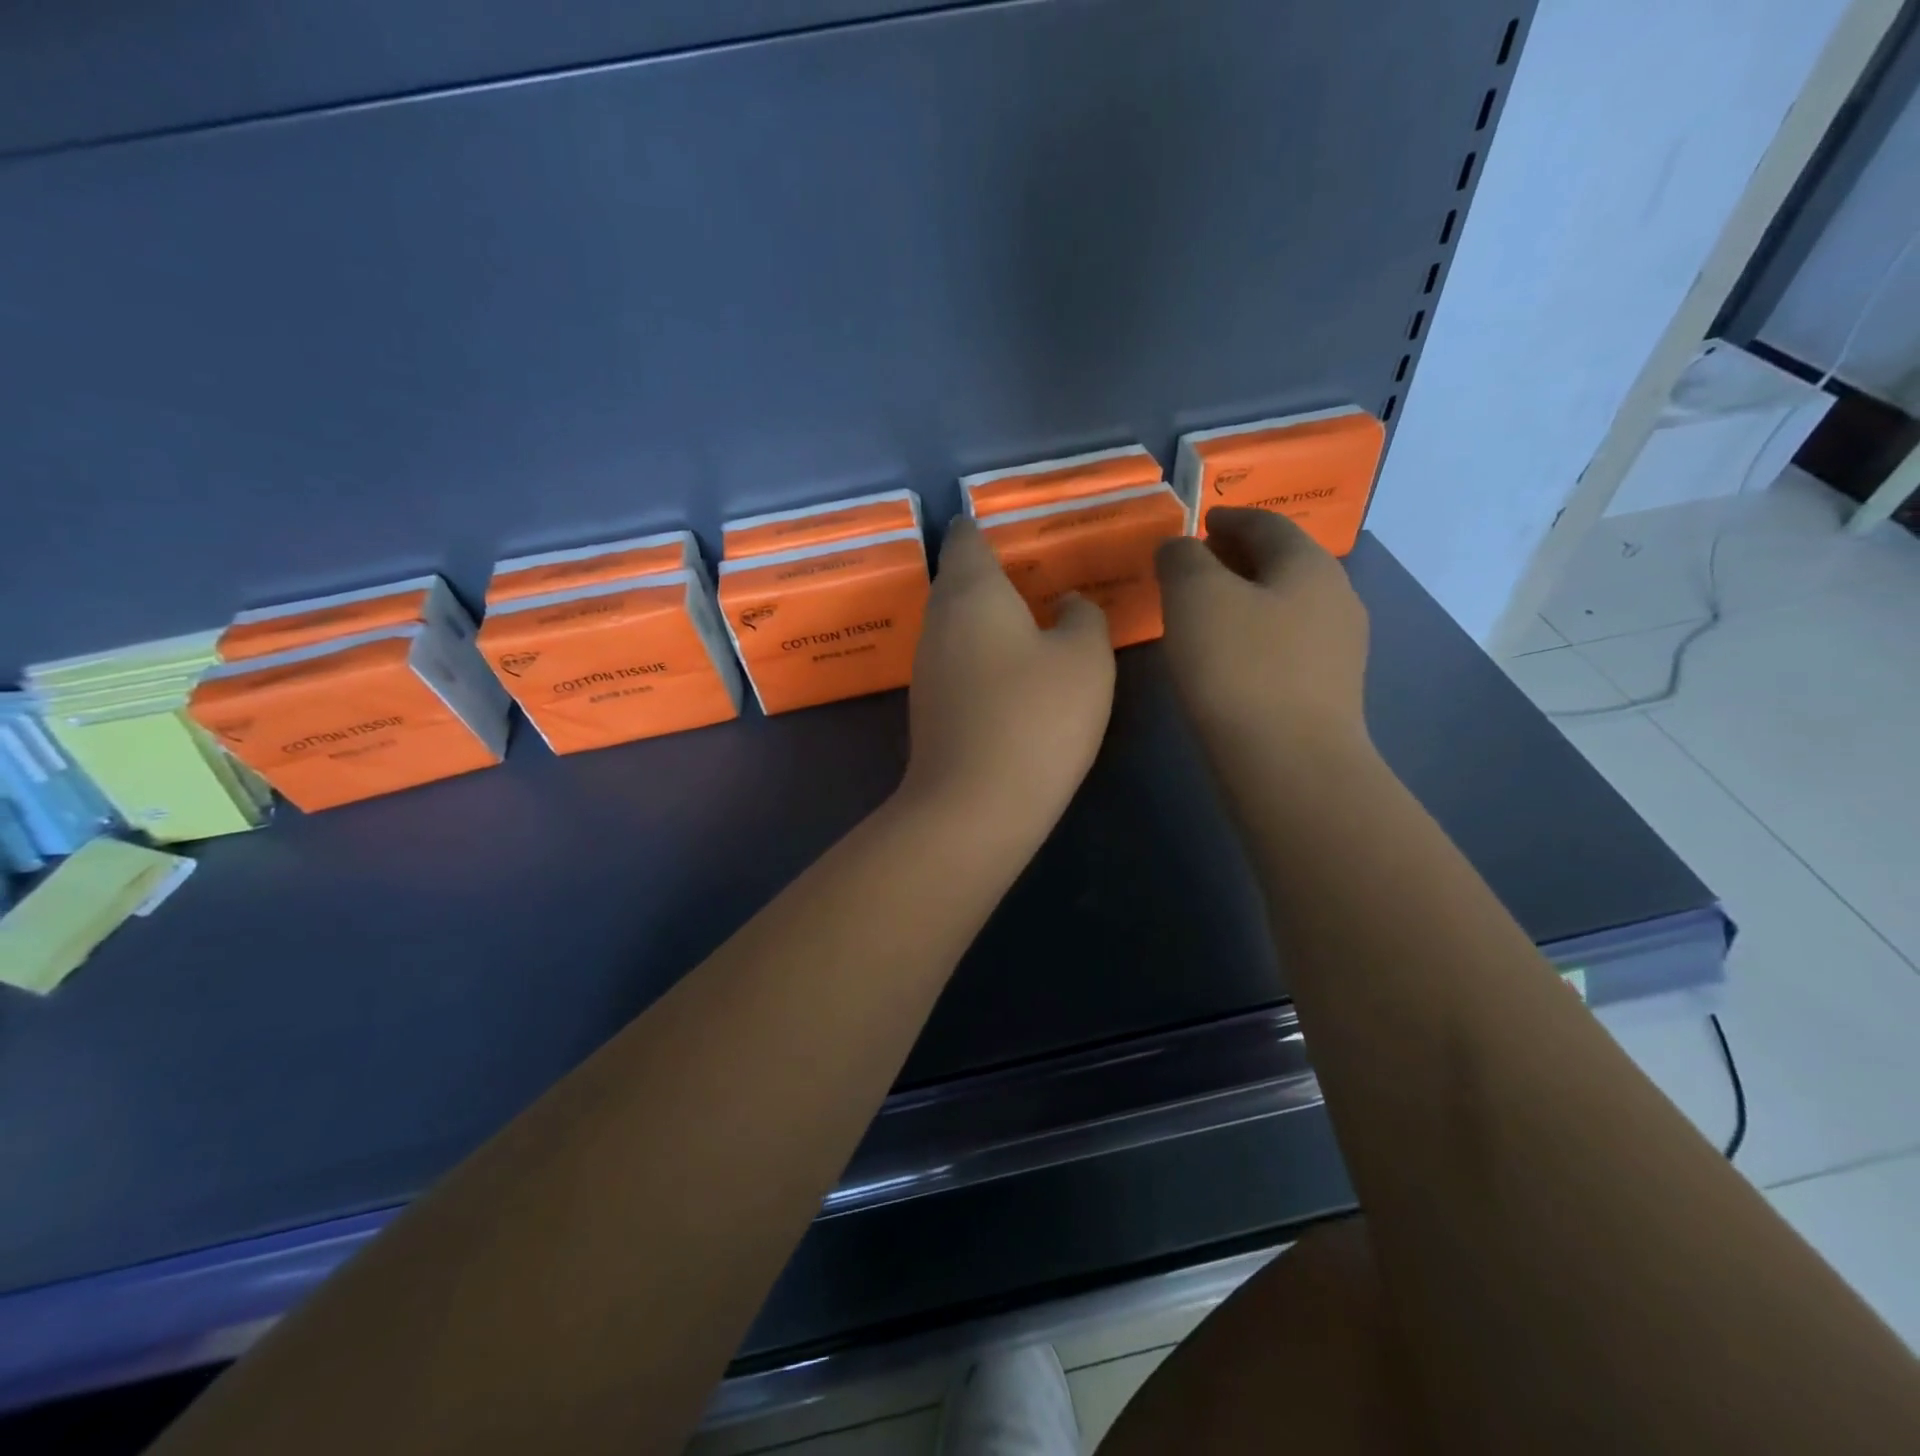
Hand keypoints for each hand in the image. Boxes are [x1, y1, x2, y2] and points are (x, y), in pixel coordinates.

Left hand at [901, 516, 1115, 834]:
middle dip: (992, 573)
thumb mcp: (1085, 658)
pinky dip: (983, 655)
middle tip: (1038, 574)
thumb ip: (1083, 616)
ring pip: (957, 624)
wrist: (976, 805)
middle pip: (959, 581)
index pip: (967, 538)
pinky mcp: (931, 708)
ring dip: (988, 618)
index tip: (1014, 527)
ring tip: (1033, 618)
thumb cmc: (1036, 716)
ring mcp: (928, 668)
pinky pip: (959, 661)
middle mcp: (938, 621)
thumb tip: (1067, 604)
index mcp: (971, 591)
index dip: (985, 526)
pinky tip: (1013, 671)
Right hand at [1155, 507, 1369, 753]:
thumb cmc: (1239, 668)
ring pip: (1284, 606)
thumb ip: (1182, 558)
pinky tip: (1227, 657)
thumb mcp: (1195, 597)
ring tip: (1204, 612)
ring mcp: (1339, 649)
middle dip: (1237, 558)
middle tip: (1195, 566)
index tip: (1199, 523)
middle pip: (1281, 563)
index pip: (1267, 524)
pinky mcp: (1328, 692)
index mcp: (1308, 564)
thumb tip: (1180, 548)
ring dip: (1245, 599)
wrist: (1290, 764)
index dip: (1229, 518)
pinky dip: (1254, 635)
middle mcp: (1335, 598)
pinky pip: (1285, 644)